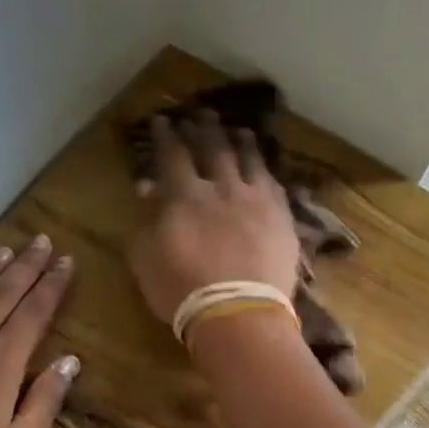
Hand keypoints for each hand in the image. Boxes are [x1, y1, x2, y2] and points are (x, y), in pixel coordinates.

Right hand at [128, 115, 302, 325]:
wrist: (238, 314)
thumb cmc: (182, 290)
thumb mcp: (146, 258)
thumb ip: (146, 220)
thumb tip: (148, 188)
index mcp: (184, 195)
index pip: (173, 154)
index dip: (167, 135)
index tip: (163, 120)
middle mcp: (222, 188)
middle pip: (213, 148)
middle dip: (204, 128)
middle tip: (201, 114)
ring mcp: (257, 201)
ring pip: (250, 160)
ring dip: (241, 142)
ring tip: (239, 130)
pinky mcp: (282, 219)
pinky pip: (275, 184)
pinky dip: (267, 171)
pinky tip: (266, 168)